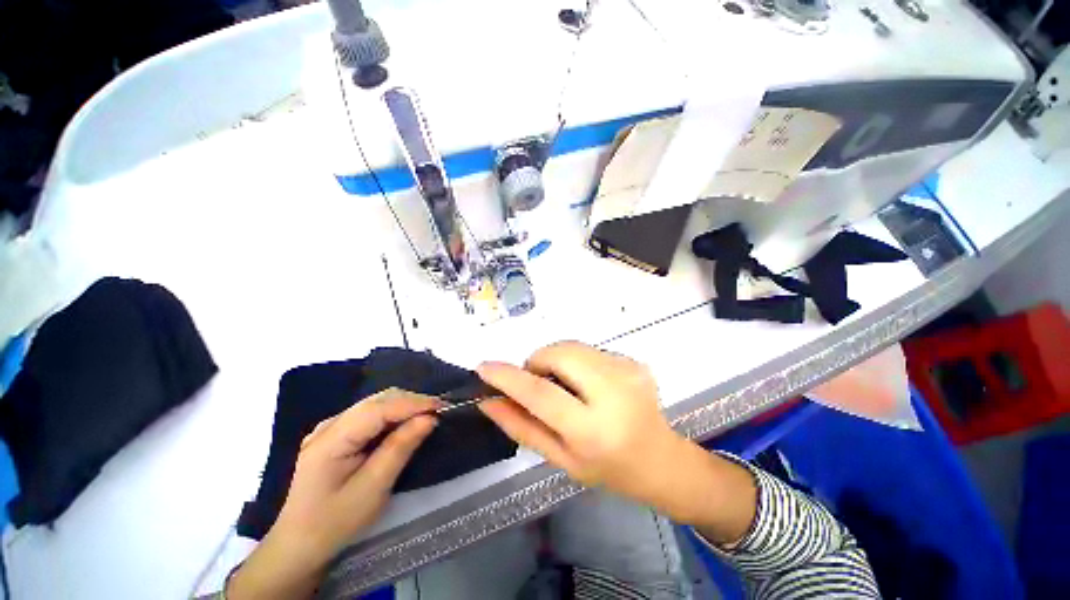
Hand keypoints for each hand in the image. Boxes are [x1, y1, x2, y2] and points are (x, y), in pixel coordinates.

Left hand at [227, 390, 439, 599]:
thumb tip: (429, 419)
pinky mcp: (336, 434)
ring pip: (375, 403)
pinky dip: (393, 414)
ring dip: (404, 406)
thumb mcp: (372, 489)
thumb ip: (400, 449)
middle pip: (377, 400)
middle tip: (439, 412)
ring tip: (427, 415)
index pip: (377, 409)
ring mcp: (330, 428)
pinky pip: (370, 414)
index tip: (442, 407)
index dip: (412, 403)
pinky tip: (405, 423)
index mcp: (330, 440)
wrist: (298, 545)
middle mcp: (329, 425)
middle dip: (411, 402)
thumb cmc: (335, 522)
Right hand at [476, 342, 684, 508]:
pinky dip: (577, 361)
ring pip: (572, 346)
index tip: (484, 367)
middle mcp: (613, 392)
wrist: (660, 459)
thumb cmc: (607, 468)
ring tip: (565, 385)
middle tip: (537, 382)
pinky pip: (589, 350)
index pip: (540, 393)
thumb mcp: (560, 458)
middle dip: (537, 361)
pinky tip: (588, 384)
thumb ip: (522, 427)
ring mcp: (627, 370)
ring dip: (556, 360)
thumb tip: (489, 401)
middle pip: (558, 354)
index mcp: (592, 430)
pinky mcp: (633, 360)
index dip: (508, 377)